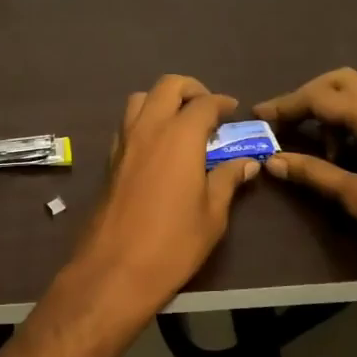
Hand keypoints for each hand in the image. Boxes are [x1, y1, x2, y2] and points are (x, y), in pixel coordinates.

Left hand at [56, 75, 259, 319]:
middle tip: (207, 110)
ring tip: (180, 124)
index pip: (204, 103)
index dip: (222, 103)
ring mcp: (124, 142)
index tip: (233, 112)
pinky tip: (157, 147)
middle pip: (167, 86)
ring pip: (140, 99)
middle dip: (190, 89)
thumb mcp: (212, 214)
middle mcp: (148, 129)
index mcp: (179, 136)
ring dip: (161, 101)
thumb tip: (247, 162)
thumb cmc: (173, 243)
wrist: (115, 269)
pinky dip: (143, 121)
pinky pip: (127, 124)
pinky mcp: (109, 160)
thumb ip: (227, 180)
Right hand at [254, 68, 356, 253]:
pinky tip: (347, 150)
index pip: (317, 97)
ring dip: (331, 107)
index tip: (258, 115)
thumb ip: (312, 174)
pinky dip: (351, 117)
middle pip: (339, 80)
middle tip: (286, 122)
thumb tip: (273, 161)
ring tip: (319, 146)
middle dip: (308, 95)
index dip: (284, 105)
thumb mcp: (355, 197)